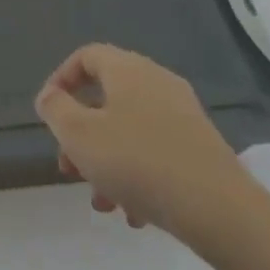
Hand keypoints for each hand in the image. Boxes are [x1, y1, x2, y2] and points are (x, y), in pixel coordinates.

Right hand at [33, 44, 254, 240]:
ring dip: (106, 162)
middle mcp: (157, 83)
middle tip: (69, 167)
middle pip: (106, 98)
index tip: (48, 114)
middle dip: (80, 134)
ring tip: (101, 201)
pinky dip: (137, 175)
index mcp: (128, 70)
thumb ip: (55, 109)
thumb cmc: (138, 162)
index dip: (60, 80)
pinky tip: (133, 213)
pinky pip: (155, 151)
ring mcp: (183, 116)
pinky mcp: (200, 148)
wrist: (221, 211)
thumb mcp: (78, 134)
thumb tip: (50, 96)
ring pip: (128, 130)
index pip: (86, 56)